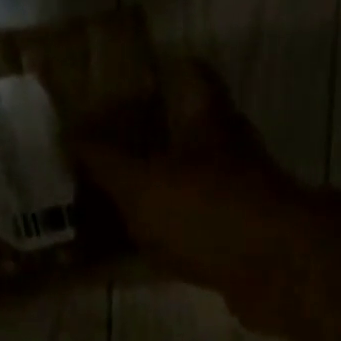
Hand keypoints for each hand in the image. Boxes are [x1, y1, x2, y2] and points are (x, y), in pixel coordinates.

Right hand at [70, 61, 309, 334]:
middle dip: (148, 140)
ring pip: (184, 188)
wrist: (273, 271)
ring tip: (103, 204)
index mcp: (209, 122)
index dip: (164, 70)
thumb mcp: (141, 181)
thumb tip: (67, 133)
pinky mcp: (232, 246)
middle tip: (100, 150)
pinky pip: (186, 236)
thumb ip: (103, 160)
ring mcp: (233, 202)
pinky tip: (125, 255)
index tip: (127, 78)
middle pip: (187, 136)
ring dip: (151, 195)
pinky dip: (158, 241)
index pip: (192, 76)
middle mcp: (227, 155)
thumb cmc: (205, 209)